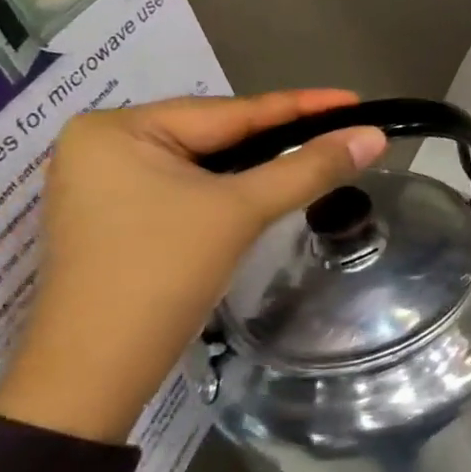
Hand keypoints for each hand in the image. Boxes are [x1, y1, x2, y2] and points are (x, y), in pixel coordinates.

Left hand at [0, 90, 386, 443]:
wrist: (96, 370)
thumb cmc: (162, 274)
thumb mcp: (242, 211)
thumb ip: (310, 168)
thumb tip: (374, 136)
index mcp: (119, 129)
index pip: (231, 111)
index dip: (301, 107)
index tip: (355, 101)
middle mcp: (103, 145)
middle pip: (217, 135)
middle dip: (281, 138)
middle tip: (343, 132)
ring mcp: (105, 183)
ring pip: (206, 164)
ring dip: (260, 166)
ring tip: (317, 156)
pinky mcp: (117, 217)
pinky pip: (189, 188)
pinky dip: (232, 189)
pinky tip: (266, 191)